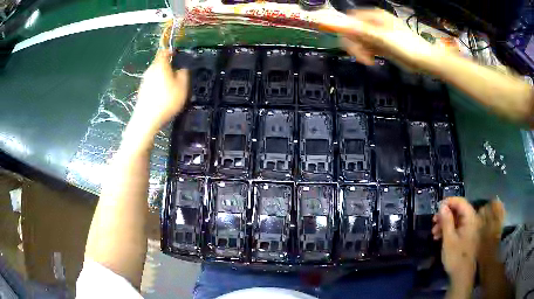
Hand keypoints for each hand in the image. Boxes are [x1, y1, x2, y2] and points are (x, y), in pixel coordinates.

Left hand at [133, 49, 188, 135]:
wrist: (146, 119)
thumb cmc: (166, 100)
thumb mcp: (182, 86)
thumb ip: (184, 73)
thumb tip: (182, 69)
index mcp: (160, 65)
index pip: (164, 52)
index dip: (171, 51)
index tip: (177, 55)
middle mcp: (150, 70)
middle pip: (159, 63)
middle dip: (167, 66)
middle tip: (177, 73)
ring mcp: (144, 81)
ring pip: (155, 74)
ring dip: (162, 76)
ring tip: (171, 86)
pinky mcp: (142, 91)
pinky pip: (151, 83)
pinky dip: (157, 85)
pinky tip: (162, 95)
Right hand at [340, 9, 436, 68]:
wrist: (425, 62)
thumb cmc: (408, 48)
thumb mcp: (384, 39)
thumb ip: (362, 31)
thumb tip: (341, 24)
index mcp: (376, 16)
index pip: (351, 19)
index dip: (346, 30)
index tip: (349, 44)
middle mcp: (375, 23)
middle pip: (354, 30)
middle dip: (355, 43)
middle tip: (361, 57)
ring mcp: (378, 34)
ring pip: (359, 39)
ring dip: (360, 50)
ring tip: (369, 60)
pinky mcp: (381, 44)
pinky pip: (367, 46)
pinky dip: (366, 53)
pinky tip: (371, 60)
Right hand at [432, 197, 478, 287]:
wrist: (462, 275)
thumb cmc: (456, 256)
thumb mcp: (449, 239)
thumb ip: (446, 221)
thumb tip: (441, 206)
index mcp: (470, 218)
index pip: (460, 202)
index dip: (448, 202)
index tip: (436, 208)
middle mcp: (471, 220)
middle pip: (458, 210)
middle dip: (445, 215)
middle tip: (433, 222)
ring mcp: (469, 228)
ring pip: (456, 219)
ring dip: (445, 224)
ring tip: (434, 233)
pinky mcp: (466, 235)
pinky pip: (457, 227)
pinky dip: (448, 230)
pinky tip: (439, 237)